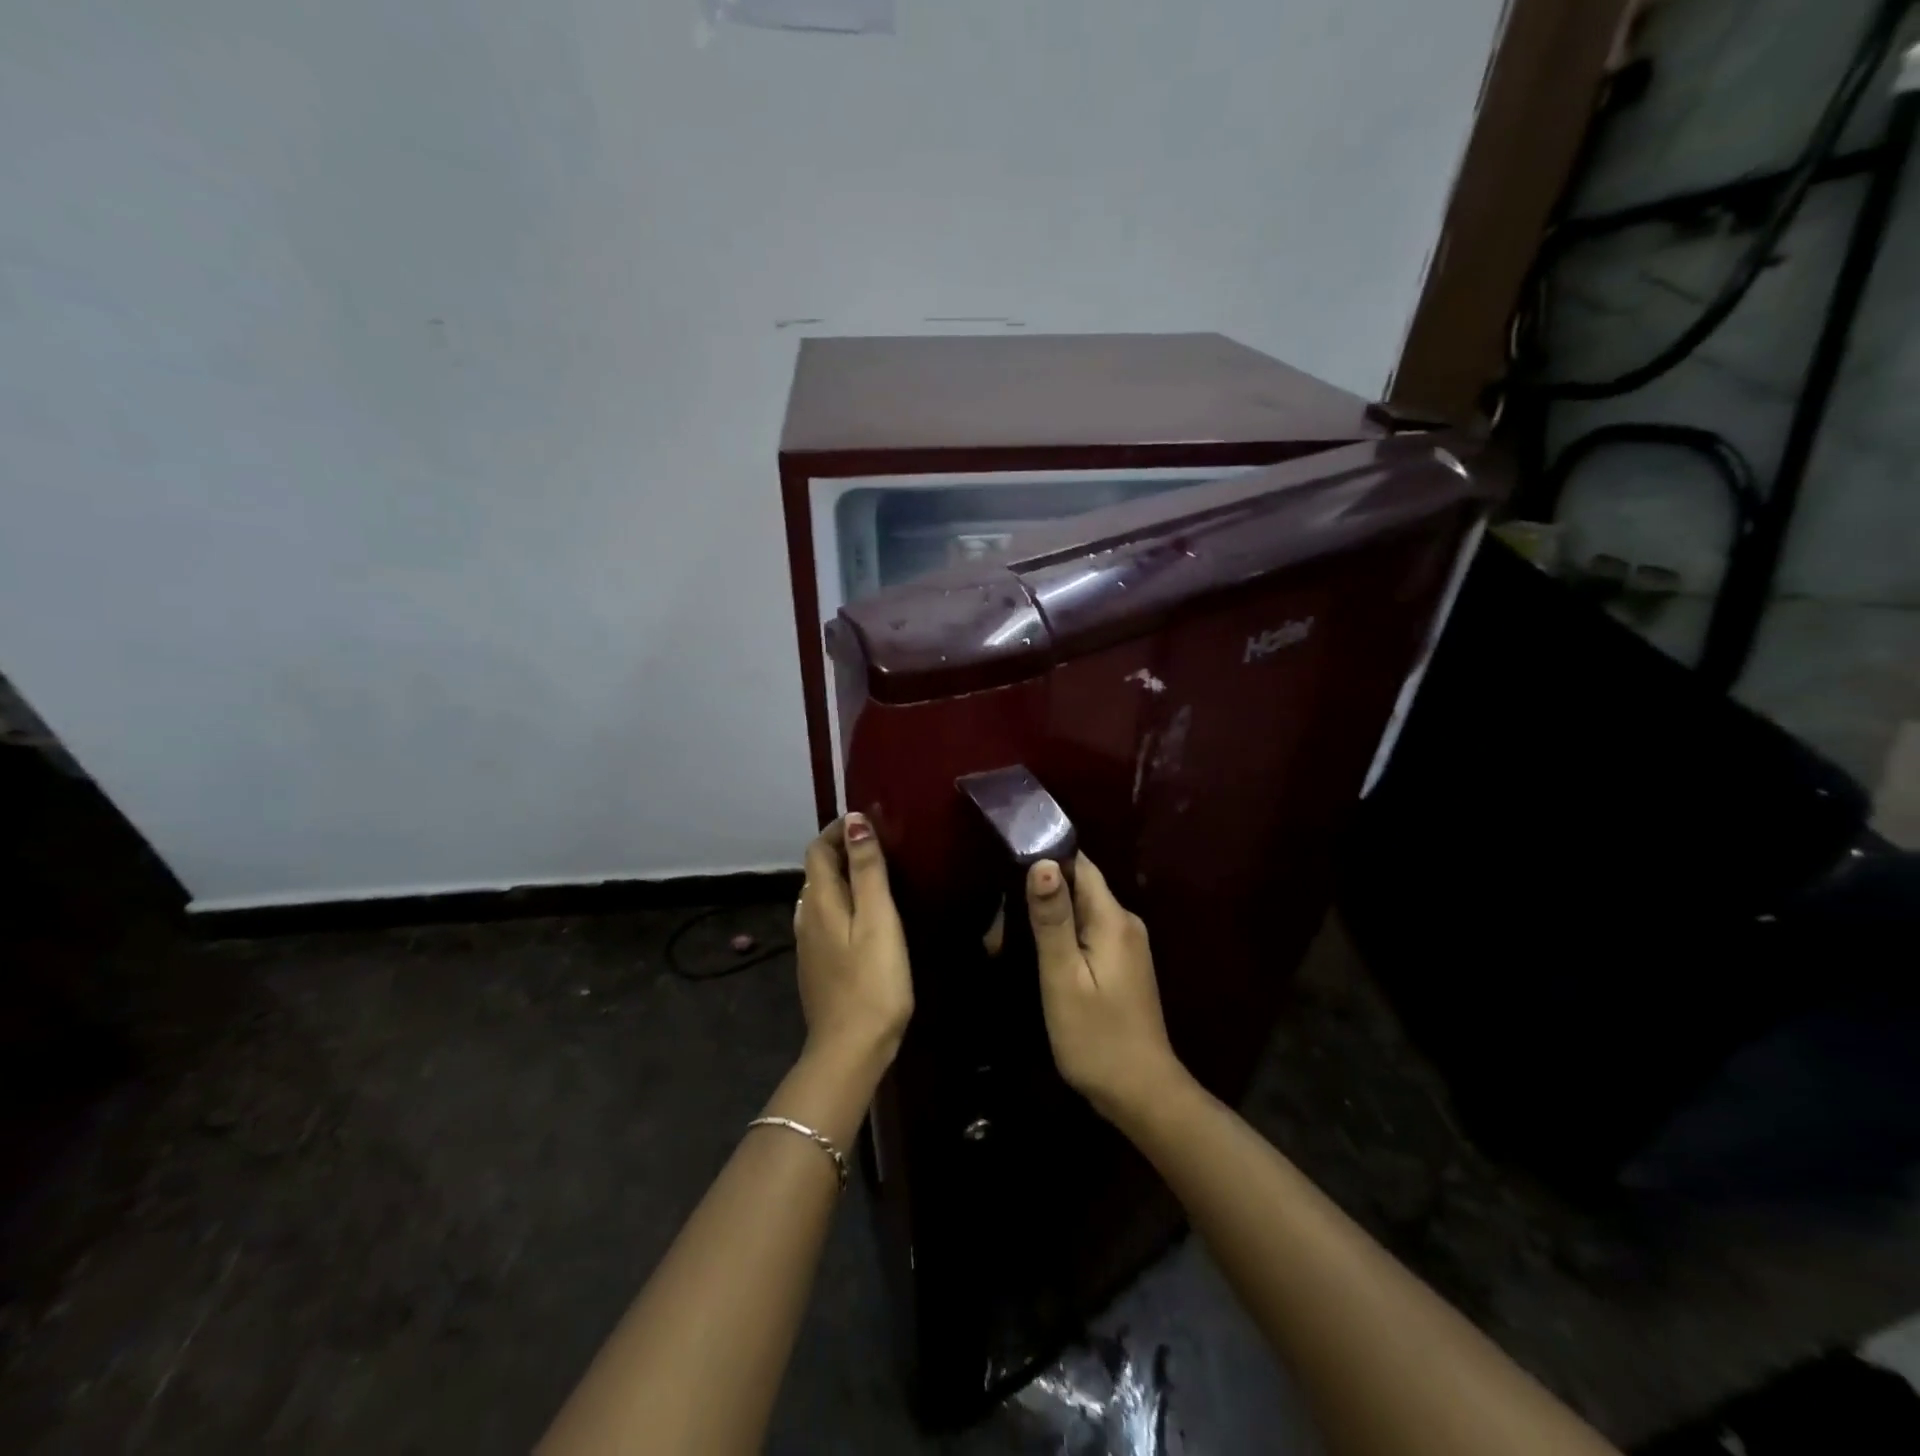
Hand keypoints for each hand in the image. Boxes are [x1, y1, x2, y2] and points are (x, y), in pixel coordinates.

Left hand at [794, 814, 913, 1071]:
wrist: (850, 1050)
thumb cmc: (872, 981)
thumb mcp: (878, 919)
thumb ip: (867, 870)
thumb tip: (854, 820)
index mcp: (820, 902)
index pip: (818, 850)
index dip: (838, 830)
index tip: (870, 821)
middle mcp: (807, 918)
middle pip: (818, 871)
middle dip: (842, 850)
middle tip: (880, 845)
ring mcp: (809, 945)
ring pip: (821, 896)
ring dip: (843, 877)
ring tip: (877, 875)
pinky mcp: (818, 965)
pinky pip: (826, 919)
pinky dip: (843, 903)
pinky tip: (866, 917)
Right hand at [1027, 854, 1187, 1124]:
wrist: (1142, 1094)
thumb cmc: (1096, 1037)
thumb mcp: (1064, 978)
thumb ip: (1053, 920)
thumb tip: (1043, 862)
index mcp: (1114, 919)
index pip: (1080, 865)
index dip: (1047, 856)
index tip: (1008, 860)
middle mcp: (1125, 922)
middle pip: (1080, 886)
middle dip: (1041, 889)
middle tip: (998, 912)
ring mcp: (1127, 944)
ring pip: (1082, 909)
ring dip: (1050, 914)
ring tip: (1007, 931)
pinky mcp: (1123, 964)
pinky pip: (1089, 931)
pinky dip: (1063, 934)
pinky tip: (1038, 950)